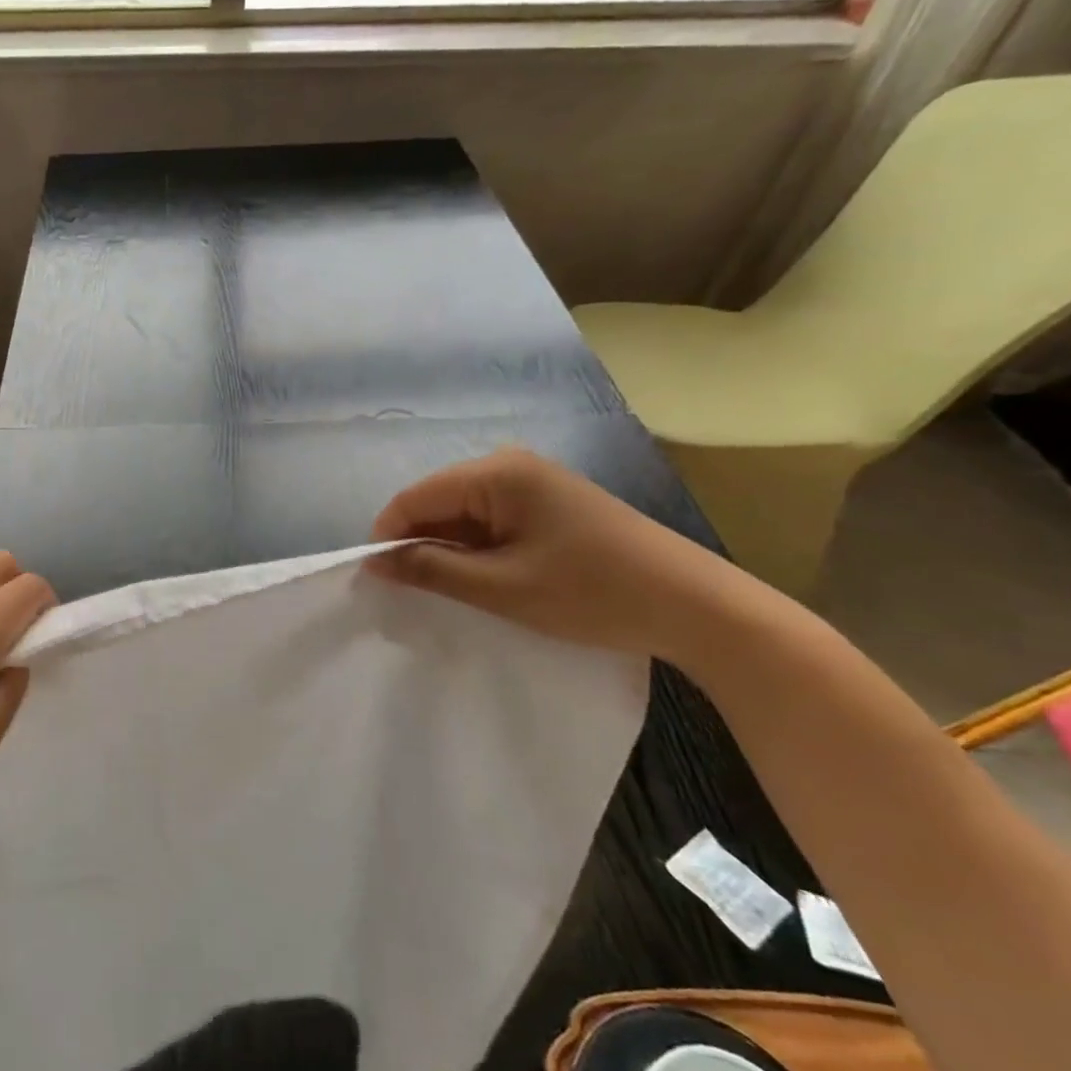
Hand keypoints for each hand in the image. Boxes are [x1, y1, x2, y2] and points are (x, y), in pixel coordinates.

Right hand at [369, 448, 750, 663]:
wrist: (696, 606)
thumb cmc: (592, 593)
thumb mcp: (501, 588)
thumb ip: (431, 570)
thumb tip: (374, 561)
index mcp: (497, 472)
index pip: (415, 496)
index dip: (388, 535)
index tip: (376, 579)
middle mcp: (510, 464)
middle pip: (437, 501)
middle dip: (418, 544)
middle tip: (410, 592)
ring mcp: (533, 482)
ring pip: (462, 513)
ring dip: (448, 550)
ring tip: (446, 592)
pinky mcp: (548, 502)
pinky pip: (490, 519)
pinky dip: (476, 549)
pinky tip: (482, 580)